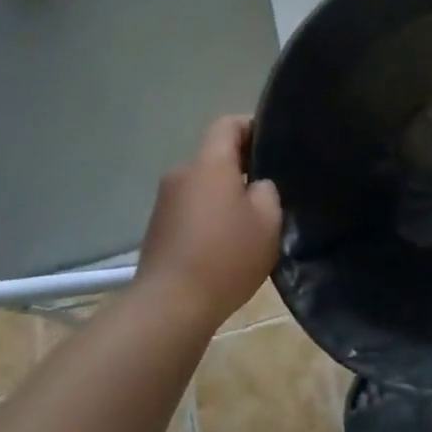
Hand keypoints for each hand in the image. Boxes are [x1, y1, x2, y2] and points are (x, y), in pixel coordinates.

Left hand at [136, 116, 282, 330]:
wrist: (169, 308)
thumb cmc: (226, 256)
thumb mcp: (268, 220)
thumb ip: (267, 191)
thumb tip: (255, 187)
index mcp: (209, 164)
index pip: (228, 124)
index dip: (252, 126)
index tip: (274, 145)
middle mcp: (182, 174)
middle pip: (215, 157)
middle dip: (242, 168)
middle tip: (270, 191)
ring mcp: (165, 203)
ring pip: (203, 186)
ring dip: (224, 196)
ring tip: (249, 224)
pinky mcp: (157, 229)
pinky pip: (191, 210)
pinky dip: (209, 218)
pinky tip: (225, 245)